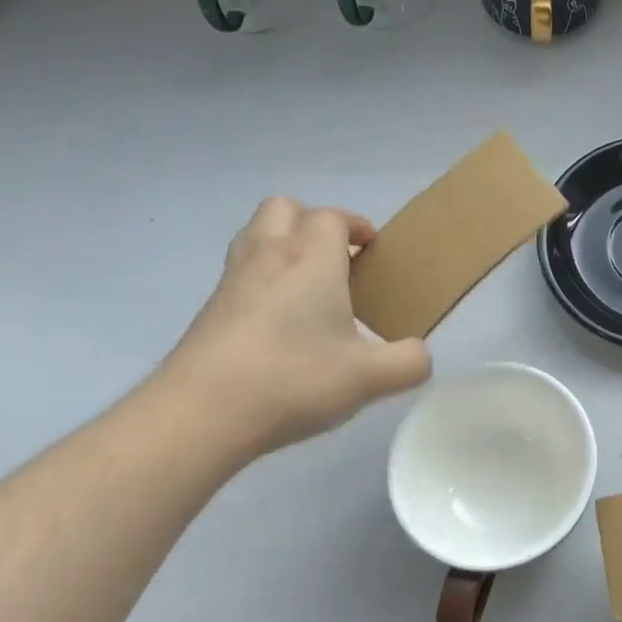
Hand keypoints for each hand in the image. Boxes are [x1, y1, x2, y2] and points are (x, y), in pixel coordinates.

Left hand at [155, 198, 430, 460]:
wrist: (202, 412)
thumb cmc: (294, 379)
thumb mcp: (371, 378)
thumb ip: (409, 362)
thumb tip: (419, 354)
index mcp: (311, 259)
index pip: (331, 217)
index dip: (355, 226)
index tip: (372, 250)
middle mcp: (268, 256)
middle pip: (285, 209)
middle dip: (313, 223)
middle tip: (337, 260)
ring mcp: (232, 281)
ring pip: (255, 235)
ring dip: (282, 244)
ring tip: (307, 285)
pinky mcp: (209, 310)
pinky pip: (239, 273)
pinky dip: (261, 279)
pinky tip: (278, 322)